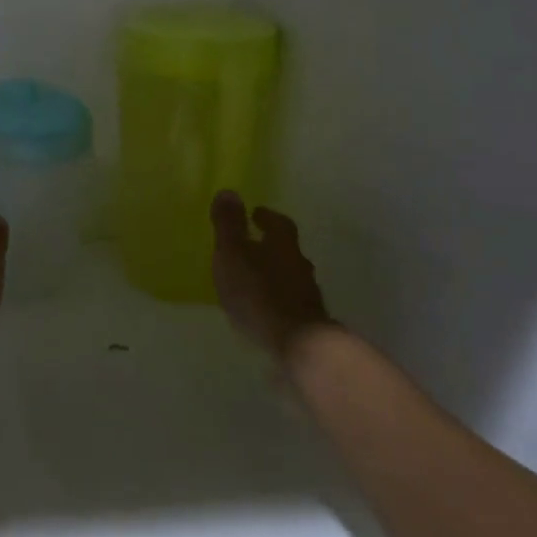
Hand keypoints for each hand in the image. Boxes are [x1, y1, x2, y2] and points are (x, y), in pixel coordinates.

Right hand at [211, 191, 332, 359]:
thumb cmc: (259, 292)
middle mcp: (300, 264)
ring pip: (289, 276)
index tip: (255, 214)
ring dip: (273, 274)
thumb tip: (229, 191)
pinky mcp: (307, 322)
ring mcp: (307, 295)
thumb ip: (229, 225)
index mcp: (283, 244)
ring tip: (252, 280)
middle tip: (251, 245)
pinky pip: (289, 302)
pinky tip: (262, 309)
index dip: (266, 217)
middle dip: (270, 245)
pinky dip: (276, 300)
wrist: (299, 345)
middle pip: (286, 249)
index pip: (278, 222)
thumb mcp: (233, 253)